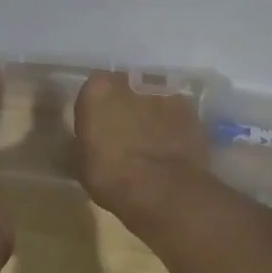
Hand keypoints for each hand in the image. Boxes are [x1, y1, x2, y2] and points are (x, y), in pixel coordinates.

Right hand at [73, 72, 210, 219]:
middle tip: (123, 134)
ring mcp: (165, 93)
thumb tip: (89, 139)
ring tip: (149, 143)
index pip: (92, 91)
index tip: (96, 130)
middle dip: (123, 106)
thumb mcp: (81, 162)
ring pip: (151, 99)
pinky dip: (171, 126)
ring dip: (149, 114)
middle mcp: (131, 82)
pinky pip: (174, 114)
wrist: (164, 190)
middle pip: (124, 89)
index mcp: (98, 89)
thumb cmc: (111, 176)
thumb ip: (83, 140)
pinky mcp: (190, 110)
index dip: (95, 111)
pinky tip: (170, 148)